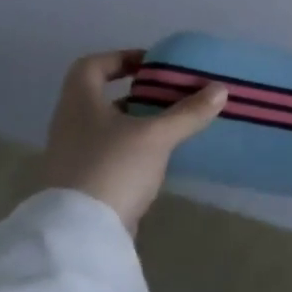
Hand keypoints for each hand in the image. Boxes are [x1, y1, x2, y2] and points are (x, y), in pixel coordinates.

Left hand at [42, 50, 226, 232]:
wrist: (80, 234)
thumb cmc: (113, 168)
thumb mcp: (156, 136)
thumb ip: (188, 112)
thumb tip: (220, 89)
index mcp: (79, 104)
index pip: (91, 66)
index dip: (120, 58)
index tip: (152, 65)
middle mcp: (71, 125)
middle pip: (102, 98)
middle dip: (138, 94)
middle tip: (171, 95)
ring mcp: (75, 157)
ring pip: (108, 128)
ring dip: (138, 123)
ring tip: (173, 125)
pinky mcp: (84, 184)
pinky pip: (112, 155)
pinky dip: (135, 150)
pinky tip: (160, 158)